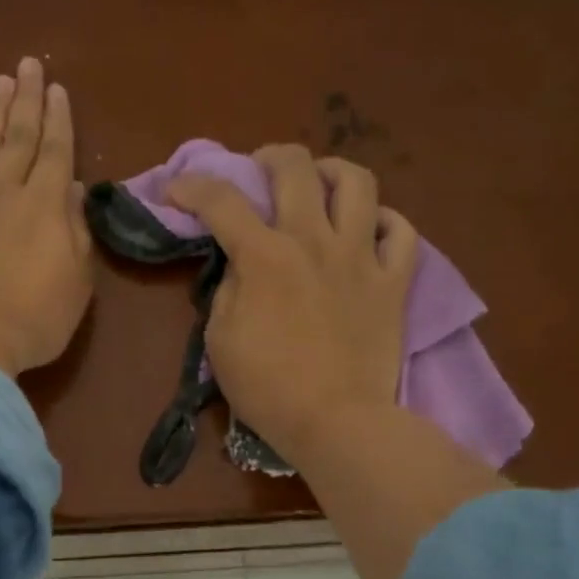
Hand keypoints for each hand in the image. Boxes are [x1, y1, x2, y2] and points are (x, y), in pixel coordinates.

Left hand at [0, 58, 93, 376]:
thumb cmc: (32, 318)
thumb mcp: (76, 282)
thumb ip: (76, 232)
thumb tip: (71, 189)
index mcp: (45, 205)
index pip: (55, 151)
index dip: (58, 119)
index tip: (58, 89)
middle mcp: (5, 191)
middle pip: (18, 136)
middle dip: (26, 99)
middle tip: (28, 64)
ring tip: (0, 82)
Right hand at [167, 145, 418, 465]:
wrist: (335, 421)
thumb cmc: (267, 387)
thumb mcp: (220, 339)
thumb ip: (229, 289)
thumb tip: (242, 263)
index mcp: (264, 256)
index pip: (221, 201)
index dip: (192, 186)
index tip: (176, 191)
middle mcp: (314, 241)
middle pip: (296, 167)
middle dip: (269, 157)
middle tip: (260, 171)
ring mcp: (361, 257)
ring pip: (358, 183)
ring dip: (333, 172)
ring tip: (320, 184)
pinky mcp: (393, 282)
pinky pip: (402, 232)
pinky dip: (385, 222)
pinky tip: (368, 230)